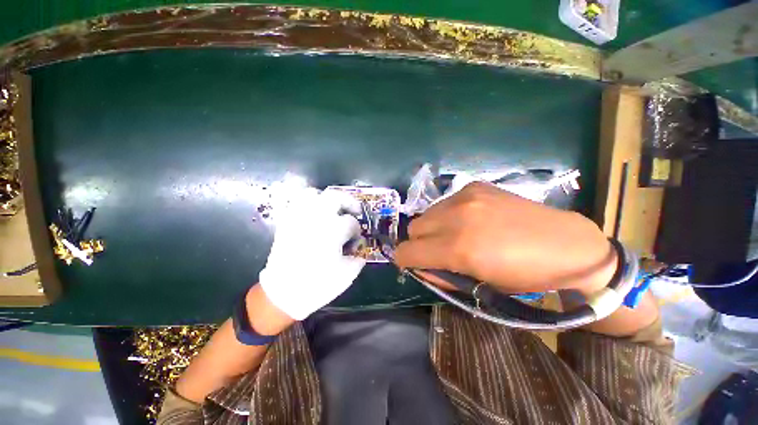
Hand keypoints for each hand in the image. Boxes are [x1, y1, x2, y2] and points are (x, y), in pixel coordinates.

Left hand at [259, 189, 365, 320]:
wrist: (283, 293)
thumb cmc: (318, 285)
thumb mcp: (347, 275)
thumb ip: (358, 259)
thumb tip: (360, 251)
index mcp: (333, 231)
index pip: (351, 222)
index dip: (356, 230)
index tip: (355, 239)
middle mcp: (316, 219)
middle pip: (335, 196)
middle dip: (349, 201)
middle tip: (354, 210)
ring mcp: (299, 218)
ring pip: (313, 194)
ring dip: (326, 199)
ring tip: (333, 209)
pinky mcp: (286, 223)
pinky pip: (296, 204)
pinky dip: (307, 204)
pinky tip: (314, 214)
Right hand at [395, 180, 615, 294]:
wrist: (566, 245)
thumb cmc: (524, 276)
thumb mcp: (480, 287)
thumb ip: (441, 276)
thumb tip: (419, 267)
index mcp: (459, 248)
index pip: (408, 251)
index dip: (405, 260)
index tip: (411, 263)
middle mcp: (457, 217)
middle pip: (414, 228)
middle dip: (419, 243)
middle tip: (438, 250)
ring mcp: (466, 197)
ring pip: (427, 214)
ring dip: (433, 227)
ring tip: (455, 234)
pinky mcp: (475, 186)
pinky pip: (445, 203)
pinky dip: (448, 214)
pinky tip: (469, 219)